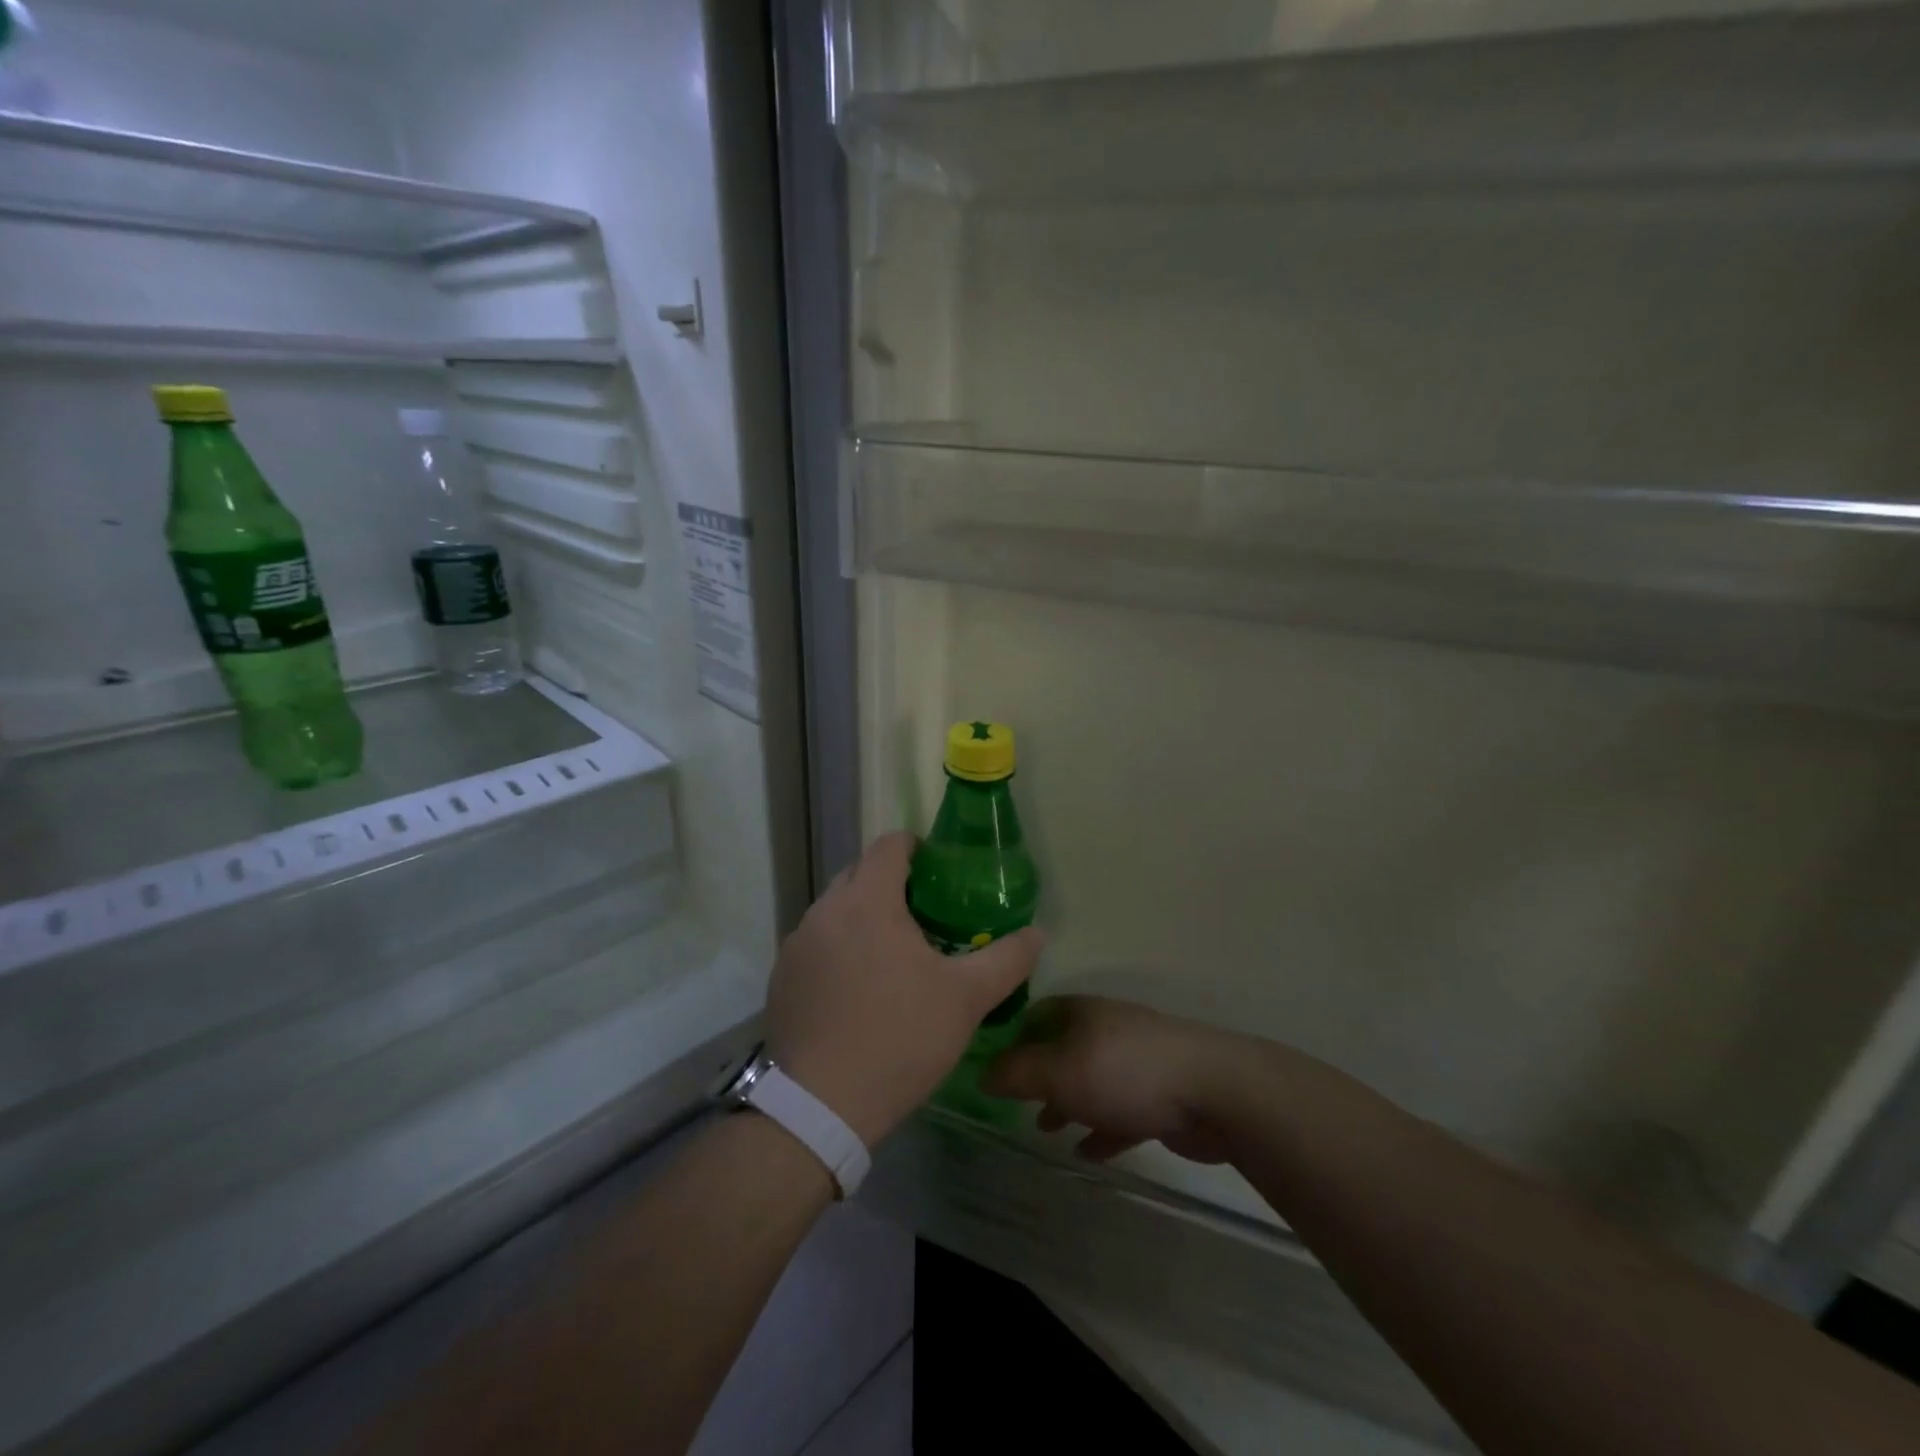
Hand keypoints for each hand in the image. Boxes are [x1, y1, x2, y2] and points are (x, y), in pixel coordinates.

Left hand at [765, 831, 1045, 1147]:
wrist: (820, 1106)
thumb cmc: (900, 1037)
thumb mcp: (966, 998)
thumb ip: (1007, 959)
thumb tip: (1038, 934)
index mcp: (867, 900)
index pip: (889, 845)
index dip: (917, 848)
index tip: (939, 874)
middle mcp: (824, 910)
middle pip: (859, 873)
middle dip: (890, 883)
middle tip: (923, 916)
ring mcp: (796, 944)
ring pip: (835, 910)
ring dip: (862, 918)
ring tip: (891, 956)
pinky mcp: (781, 978)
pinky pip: (816, 944)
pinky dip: (838, 949)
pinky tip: (857, 991)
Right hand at [981, 996, 1252, 1163]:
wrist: (1214, 1092)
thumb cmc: (1125, 1072)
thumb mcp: (1059, 1071)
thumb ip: (1017, 1073)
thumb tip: (981, 1072)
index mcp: (1082, 1012)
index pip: (1037, 1014)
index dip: (1013, 1038)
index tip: (993, 1069)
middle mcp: (1107, 1030)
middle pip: (1063, 1048)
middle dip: (1040, 1076)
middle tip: (1017, 1105)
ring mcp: (1136, 1062)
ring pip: (1092, 1081)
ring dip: (1069, 1104)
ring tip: (1047, 1131)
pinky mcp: (1160, 1096)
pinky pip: (1121, 1112)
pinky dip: (1102, 1129)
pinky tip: (1089, 1154)